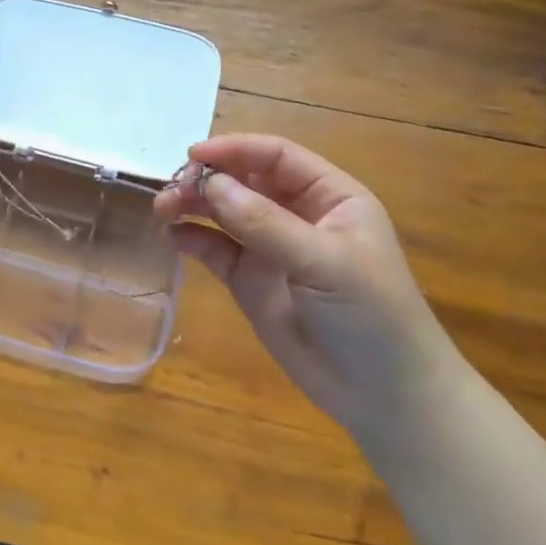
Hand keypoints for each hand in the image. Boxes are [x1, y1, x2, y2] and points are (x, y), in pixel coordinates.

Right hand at [154, 134, 460, 435]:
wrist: (382, 394)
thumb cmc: (371, 316)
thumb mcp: (324, 263)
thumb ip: (266, 224)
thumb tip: (210, 185)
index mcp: (330, 197)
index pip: (276, 157)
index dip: (236, 150)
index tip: (194, 154)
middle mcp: (297, 215)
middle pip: (243, 180)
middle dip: (207, 179)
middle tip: (172, 189)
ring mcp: (270, 248)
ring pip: (223, 212)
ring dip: (193, 205)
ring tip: (163, 210)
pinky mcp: (249, 281)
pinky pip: (215, 249)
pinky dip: (191, 239)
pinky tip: (172, 238)